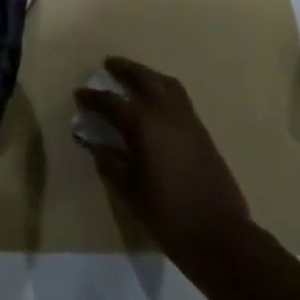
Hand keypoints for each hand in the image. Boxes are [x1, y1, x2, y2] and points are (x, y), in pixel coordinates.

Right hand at [74, 56, 252, 272]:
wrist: (220, 235)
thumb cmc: (167, 214)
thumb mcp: (129, 190)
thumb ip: (109, 161)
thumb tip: (92, 141)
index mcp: (143, 124)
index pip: (111, 102)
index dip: (93, 97)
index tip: (79, 93)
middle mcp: (165, 112)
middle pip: (143, 78)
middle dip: (124, 69)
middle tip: (109, 64)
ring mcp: (187, 119)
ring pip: (165, 83)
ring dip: (147, 75)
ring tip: (135, 76)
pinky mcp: (202, 131)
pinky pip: (179, 97)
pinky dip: (164, 89)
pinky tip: (157, 101)